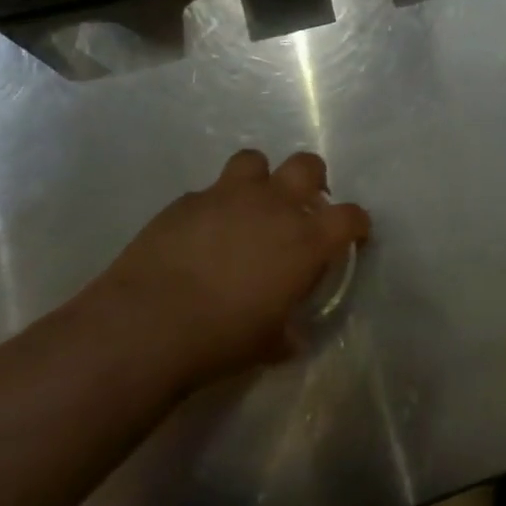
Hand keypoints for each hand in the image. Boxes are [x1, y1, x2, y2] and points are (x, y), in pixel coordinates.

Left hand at [96, 150, 369, 384]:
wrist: (150, 324)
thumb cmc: (222, 338)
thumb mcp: (267, 344)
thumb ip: (285, 331)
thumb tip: (289, 336)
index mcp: (306, 240)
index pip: (349, 216)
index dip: (355, 223)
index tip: (352, 234)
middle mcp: (274, 205)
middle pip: (307, 166)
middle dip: (310, 180)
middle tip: (300, 205)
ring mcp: (229, 196)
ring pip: (254, 161)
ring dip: (257, 180)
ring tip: (247, 207)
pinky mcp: (187, 200)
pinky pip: (207, 193)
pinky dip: (210, 209)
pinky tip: (198, 235)